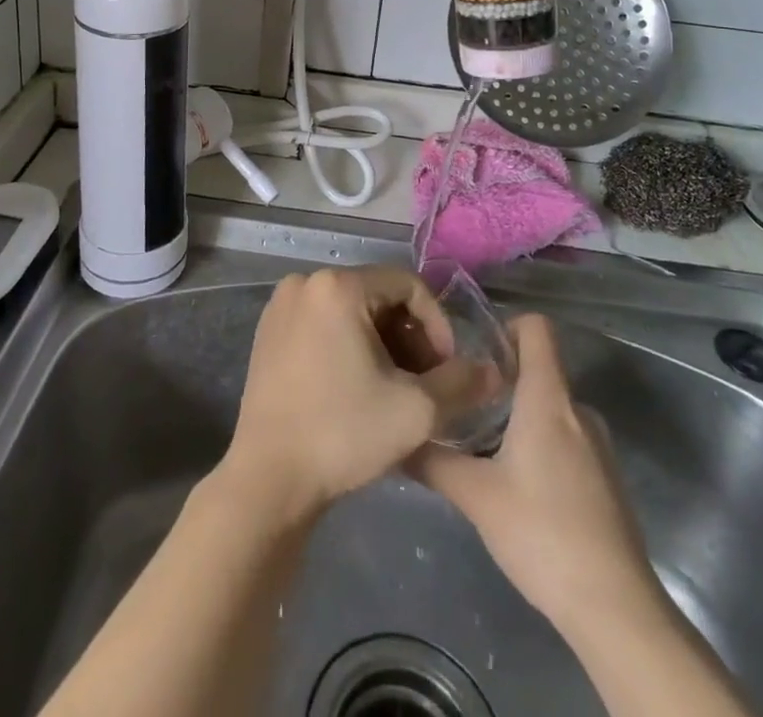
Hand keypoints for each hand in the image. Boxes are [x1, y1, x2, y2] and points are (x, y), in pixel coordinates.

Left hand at [221, 267, 457, 520]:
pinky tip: (358, 387)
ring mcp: (282, 305)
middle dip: (409, 336)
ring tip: (395, 388)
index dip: (437, 324)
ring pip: (351, 310)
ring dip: (382, 343)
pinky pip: (323, 322)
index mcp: (338, 286)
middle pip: (378, 296)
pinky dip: (349, 345)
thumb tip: (493, 371)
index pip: (408, 284)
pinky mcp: (269, 331)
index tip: (447, 368)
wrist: (268, 479)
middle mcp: (306, 282)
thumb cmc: (343, 434)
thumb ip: (462, 383)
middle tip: (424, 382)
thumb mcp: (416, 410)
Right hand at [409, 314, 668, 643]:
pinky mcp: (605, 478)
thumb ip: (433, 461)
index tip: (474, 352)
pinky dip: (539, 444)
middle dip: (501, 378)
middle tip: (463, 403)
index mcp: (548, 398)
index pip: (536, 327)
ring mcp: (598, 445)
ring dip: (519, 415)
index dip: (505, 326)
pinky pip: (566, 438)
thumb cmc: (542, 533)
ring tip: (482, 445)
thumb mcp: (475, 496)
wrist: (615, 608)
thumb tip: (396, 438)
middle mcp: (577, 410)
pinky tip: (516, 484)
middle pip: (539, 368)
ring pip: (550, 407)